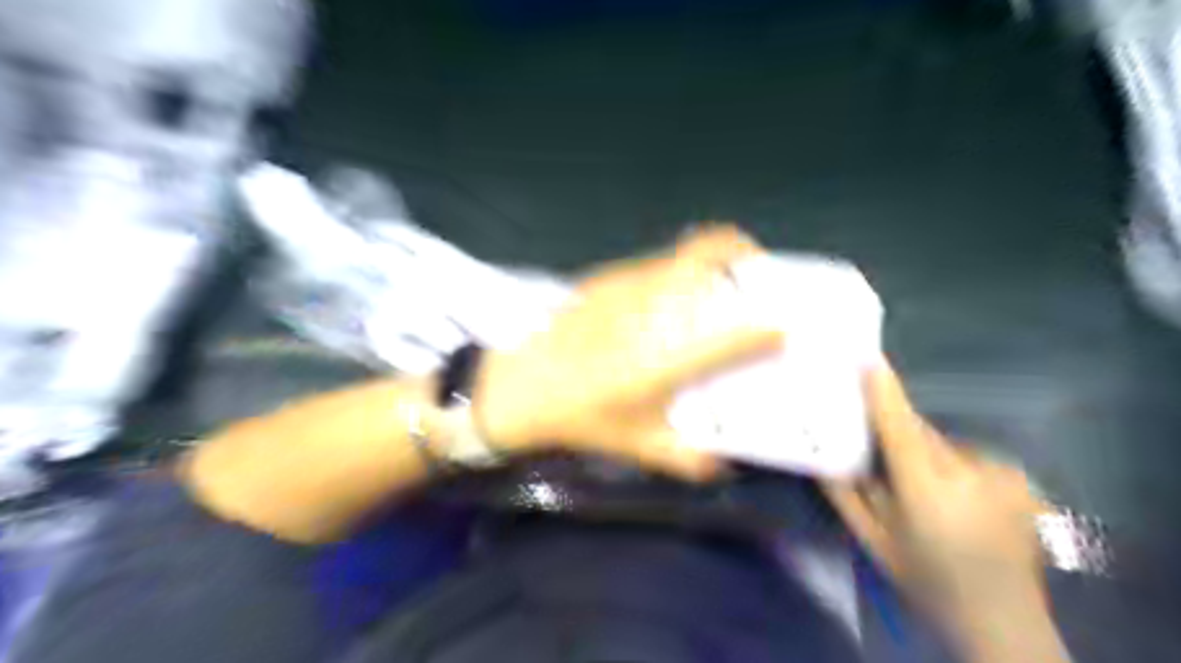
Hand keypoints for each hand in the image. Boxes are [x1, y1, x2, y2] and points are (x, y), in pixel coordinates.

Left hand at [471, 226, 780, 479]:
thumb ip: (687, 460)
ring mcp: (621, 286)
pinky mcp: (602, 279)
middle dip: (740, 250)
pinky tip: (664, 303)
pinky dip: (672, 274)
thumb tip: (724, 463)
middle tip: (756, 271)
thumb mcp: (636, 447)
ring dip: (706, 263)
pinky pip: (651, 266)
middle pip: (702, 253)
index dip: (762, 330)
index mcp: (659, 361)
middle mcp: (645, 311)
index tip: (781, 329)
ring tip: (715, 288)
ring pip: (678, 254)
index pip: (726, 337)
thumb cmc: (580, 419)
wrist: (518, 386)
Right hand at [822, 367, 1044, 621]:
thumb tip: (820, 455)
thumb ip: (845, 495)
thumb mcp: (873, 544)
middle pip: (920, 432)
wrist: (1004, 625)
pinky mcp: (1019, 479)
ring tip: (919, 486)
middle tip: (876, 446)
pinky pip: (966, 455)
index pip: (900, 429)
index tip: (868, 359)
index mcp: (928, 493)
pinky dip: (950, 464)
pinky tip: (953, 497)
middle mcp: (970, 476)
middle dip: (895, 431)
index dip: (884, 393)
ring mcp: (1002, 476)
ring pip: (942, 443)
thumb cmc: (927, 583)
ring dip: (923, 451)